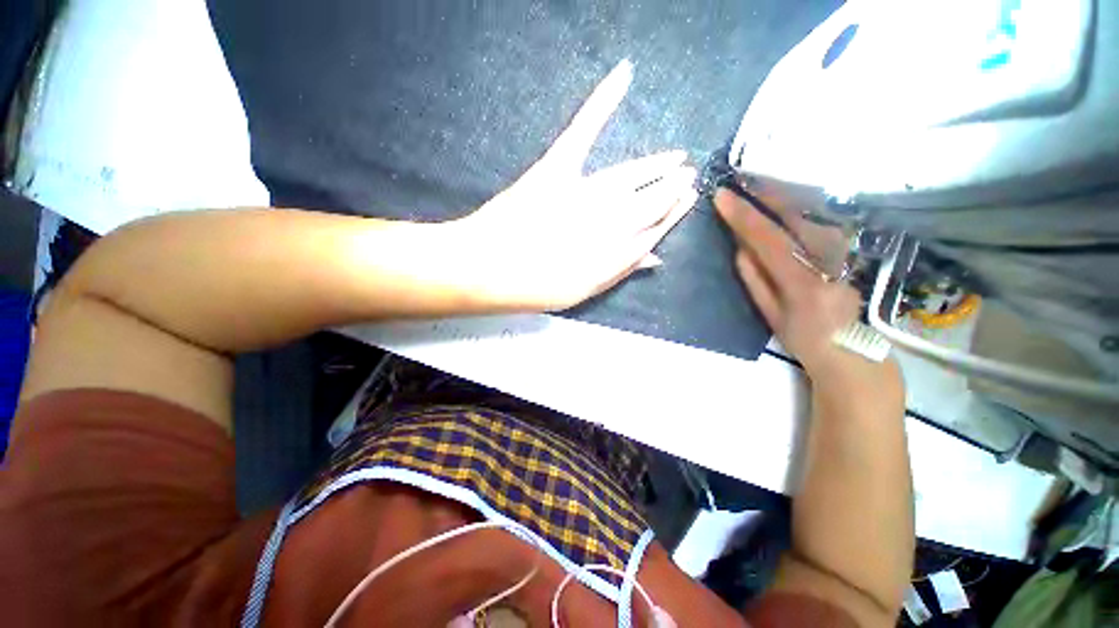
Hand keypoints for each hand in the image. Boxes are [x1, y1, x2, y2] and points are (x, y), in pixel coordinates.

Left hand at [454, 60, 697, 311]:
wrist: (485, 268)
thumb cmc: (534, 287)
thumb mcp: (582, 291)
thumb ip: (620, 271)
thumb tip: (656, 257)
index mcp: (611, 251)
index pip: (653, 229)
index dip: (672, 215)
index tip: (687, 201)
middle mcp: (606, 220)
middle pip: (648, 201)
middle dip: (671, 189)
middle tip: (687, 176)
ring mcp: (581, 190)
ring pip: (629, 175)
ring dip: (655, 165)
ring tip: (676, 157)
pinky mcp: (555, 168)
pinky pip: (583, 130)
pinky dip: (602, 100)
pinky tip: (625, 73)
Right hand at [714, 188, 861, 374]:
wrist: (854, 350)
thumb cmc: (805, 338)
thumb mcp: (770, 314)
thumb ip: (754, 279)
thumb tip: (740, 246)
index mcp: (802, 282)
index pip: (768, 239)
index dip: (743, 216)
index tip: (722, 197)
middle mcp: (830, 260)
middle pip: (797, 214)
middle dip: (767, 193)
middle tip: (742, 178)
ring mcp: (849, 251)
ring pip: (815, 210)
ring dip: (786, 192)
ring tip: (760, 180)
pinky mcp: (856, 247)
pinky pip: (826, 217)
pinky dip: (805, 202)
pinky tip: (790, 194)